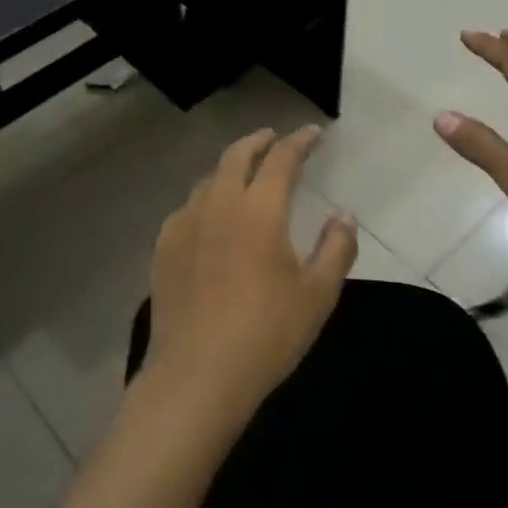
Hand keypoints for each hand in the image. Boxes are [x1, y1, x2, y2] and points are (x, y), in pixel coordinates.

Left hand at [141, 126, 357, 430]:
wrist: (197, 375)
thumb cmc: (267, 334)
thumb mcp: (317, 294)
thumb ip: (337, 247)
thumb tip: (343, 214)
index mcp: (259, 209)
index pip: (282, 158)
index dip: (300, 141)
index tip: (314, 133)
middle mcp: (218, 203)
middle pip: (237, 155)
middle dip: (258, 141)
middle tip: (274, 138)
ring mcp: (185, 222)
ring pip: (209, 179)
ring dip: (230, 168)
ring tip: (243, 175)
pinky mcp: (163, 245)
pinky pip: (188, 208)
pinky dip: (206, 200)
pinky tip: (210, 218)